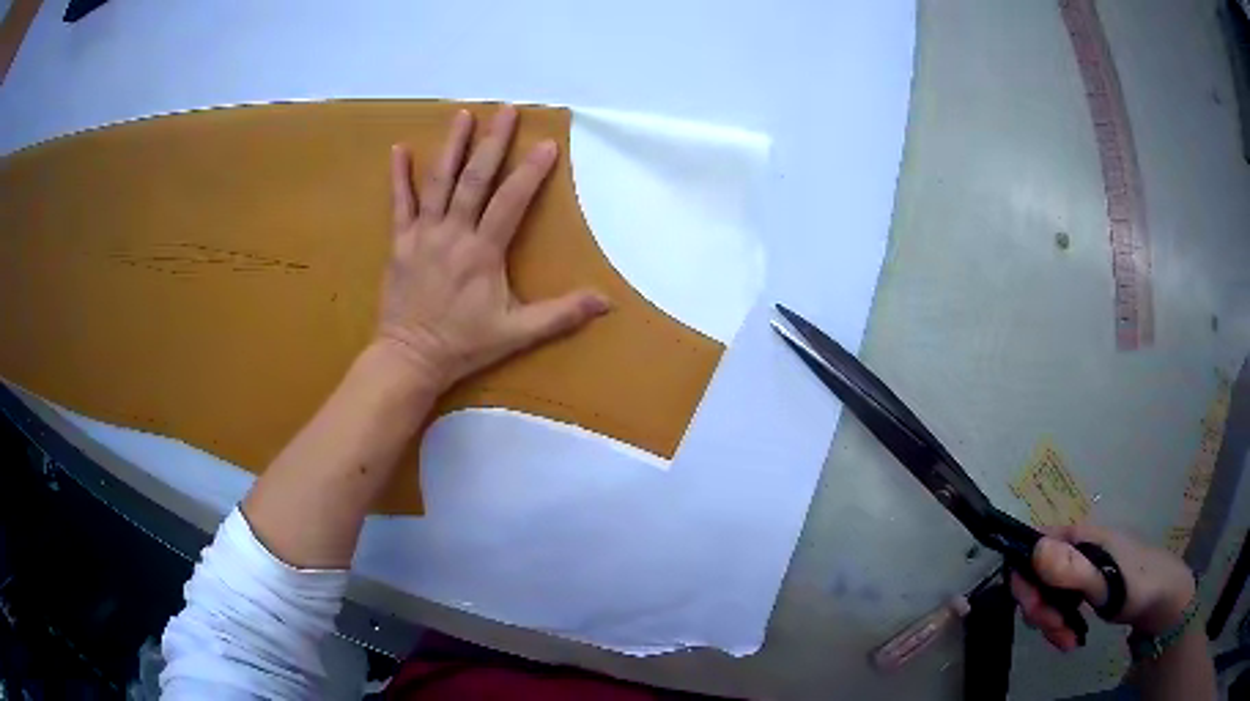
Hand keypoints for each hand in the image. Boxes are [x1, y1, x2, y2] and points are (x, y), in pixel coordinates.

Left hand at [375, 106, 610, 391]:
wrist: (409, 358)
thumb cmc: (464, 345)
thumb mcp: (516, 334)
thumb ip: (560, 315)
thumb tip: (606, 303)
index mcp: (483, 252)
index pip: (511, 201)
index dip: (531, 172)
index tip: (547, 144)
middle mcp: (453, 234)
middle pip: (475, 179)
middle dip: (493, 142)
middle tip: (506, 110)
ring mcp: (422, 235)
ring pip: (438, 182)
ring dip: (452, 146)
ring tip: (463, 115)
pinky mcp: (400, 242)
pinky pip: (399, 204)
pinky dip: (399, 177)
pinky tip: (399, 149)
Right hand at [1010, 524, 1195, 651]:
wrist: (1162, 597)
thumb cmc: (1138, 584)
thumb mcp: (1106, 581)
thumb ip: (1072, 569)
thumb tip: (1035, 550)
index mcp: (1078, 536)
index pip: (1033, 547)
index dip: (1024, 578)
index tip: (1035, 610)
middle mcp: (1075, 548)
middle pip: (1037, 577)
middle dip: (1040, 610)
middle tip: (1056, 631)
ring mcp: (1080, 569)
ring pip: (1046, 596)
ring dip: (1050, 623)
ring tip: (1067, 642)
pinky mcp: (1085, 587)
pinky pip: (1059, 606)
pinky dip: (1059, 626)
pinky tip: (1071, 639)